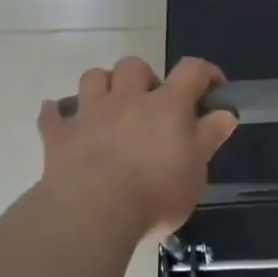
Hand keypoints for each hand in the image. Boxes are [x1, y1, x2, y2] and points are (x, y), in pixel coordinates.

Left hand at [37, 56, 237, 236]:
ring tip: (110, 106)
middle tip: (151, 104)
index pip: (191, 70)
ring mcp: (89, 113)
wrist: (93, 211)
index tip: (213, 89)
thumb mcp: (196, 170)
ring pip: (93, 77)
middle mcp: (127, 98)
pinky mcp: (59, 135)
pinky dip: (57, 114)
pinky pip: (52, 114)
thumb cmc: (156, 192)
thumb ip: (209, 137)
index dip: (206, 73)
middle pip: (134, 65)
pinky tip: (61, 120)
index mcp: (167, 105)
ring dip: (103, 85)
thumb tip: (225, 112)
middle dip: (144, 77)